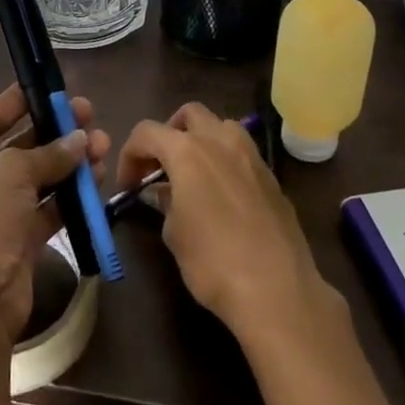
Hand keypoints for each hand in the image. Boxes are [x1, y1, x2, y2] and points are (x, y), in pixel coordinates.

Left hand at [0, 84, 111, 341]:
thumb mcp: (8, 175)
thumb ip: (45, 154)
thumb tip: (79, 139)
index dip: (16, 102)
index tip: (47, 86)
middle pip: (15, 150)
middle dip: (53, 134)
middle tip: (89, 115)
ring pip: (35, 181)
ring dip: (67, 164)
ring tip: (103, 145)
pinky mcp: (15, 246)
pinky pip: (45, 211)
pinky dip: (68, 197)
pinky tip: (96, 179)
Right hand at [118, 102, 342, 345]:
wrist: (276, 290)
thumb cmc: (213, 262)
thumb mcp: (174, 234)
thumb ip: (166, 204)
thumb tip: (165, 194)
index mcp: (188, 151)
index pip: (147, 132)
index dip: (130, 155)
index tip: (128, 185)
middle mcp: (221, 141)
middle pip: (189, 114)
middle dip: (169, 133)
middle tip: (160, 167)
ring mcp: (252, 156)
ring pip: (221, 127)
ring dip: (202, 140)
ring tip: (193, 175)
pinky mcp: (272, 178)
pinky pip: (242, 154)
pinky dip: (225, 162)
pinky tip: (222, 196)